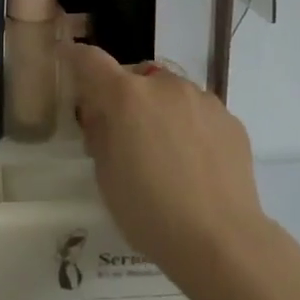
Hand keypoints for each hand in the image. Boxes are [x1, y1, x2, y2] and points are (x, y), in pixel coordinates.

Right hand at [59, 42, 268, 290]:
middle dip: (127, 97)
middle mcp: (164, 85)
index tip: (70, 59)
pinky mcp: (229, 118)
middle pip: (136, 77)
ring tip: (169, 155)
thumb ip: (100, 134)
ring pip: (171, 93)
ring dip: (161, 110)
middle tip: (128, 135)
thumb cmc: (150, 213)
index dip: (77, 57)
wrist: (221, 241)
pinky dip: (192, 127)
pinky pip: (200, 113)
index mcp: (126, 97)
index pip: (91, 60)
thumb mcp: (106, 177)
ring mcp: (201, 98)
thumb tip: (103, 114)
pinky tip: (198, 165)